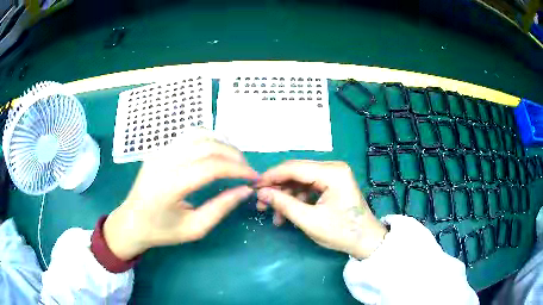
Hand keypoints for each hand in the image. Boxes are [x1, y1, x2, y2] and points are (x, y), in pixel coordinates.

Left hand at [104, 137, 257, 259]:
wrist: (131, 222)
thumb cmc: (161, 231)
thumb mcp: (194, 229)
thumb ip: (221, 208)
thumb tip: (245, 190)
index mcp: (169, 186)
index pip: (211, 167)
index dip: (237, 169)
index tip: (253, 178)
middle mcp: (163, 162)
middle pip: (207, 146)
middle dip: (233, 155)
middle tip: (246, 170)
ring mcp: (159, 152)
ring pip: (198, 134)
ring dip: (221, 143)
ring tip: (234, 159)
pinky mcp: (159, 149)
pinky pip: (187, 136)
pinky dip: (208, 139)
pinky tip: (216, 152)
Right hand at [256, 160, 387, 258]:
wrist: (365, 241)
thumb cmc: (341, 232)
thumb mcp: (309, 220)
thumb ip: (283, 204)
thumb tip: (261, 192)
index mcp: (332, 172)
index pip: (294, 168)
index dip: (271, 176)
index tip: (253, 187)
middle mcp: (333, 168)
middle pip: (296, 172)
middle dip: (277, 188)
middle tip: (261, 203)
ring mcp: (333, 175)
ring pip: (300, 181)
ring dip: (285, 196)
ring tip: (273, 215)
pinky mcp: (332, 184)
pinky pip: (308, 188)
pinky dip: (296, 200)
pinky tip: (286, 215)